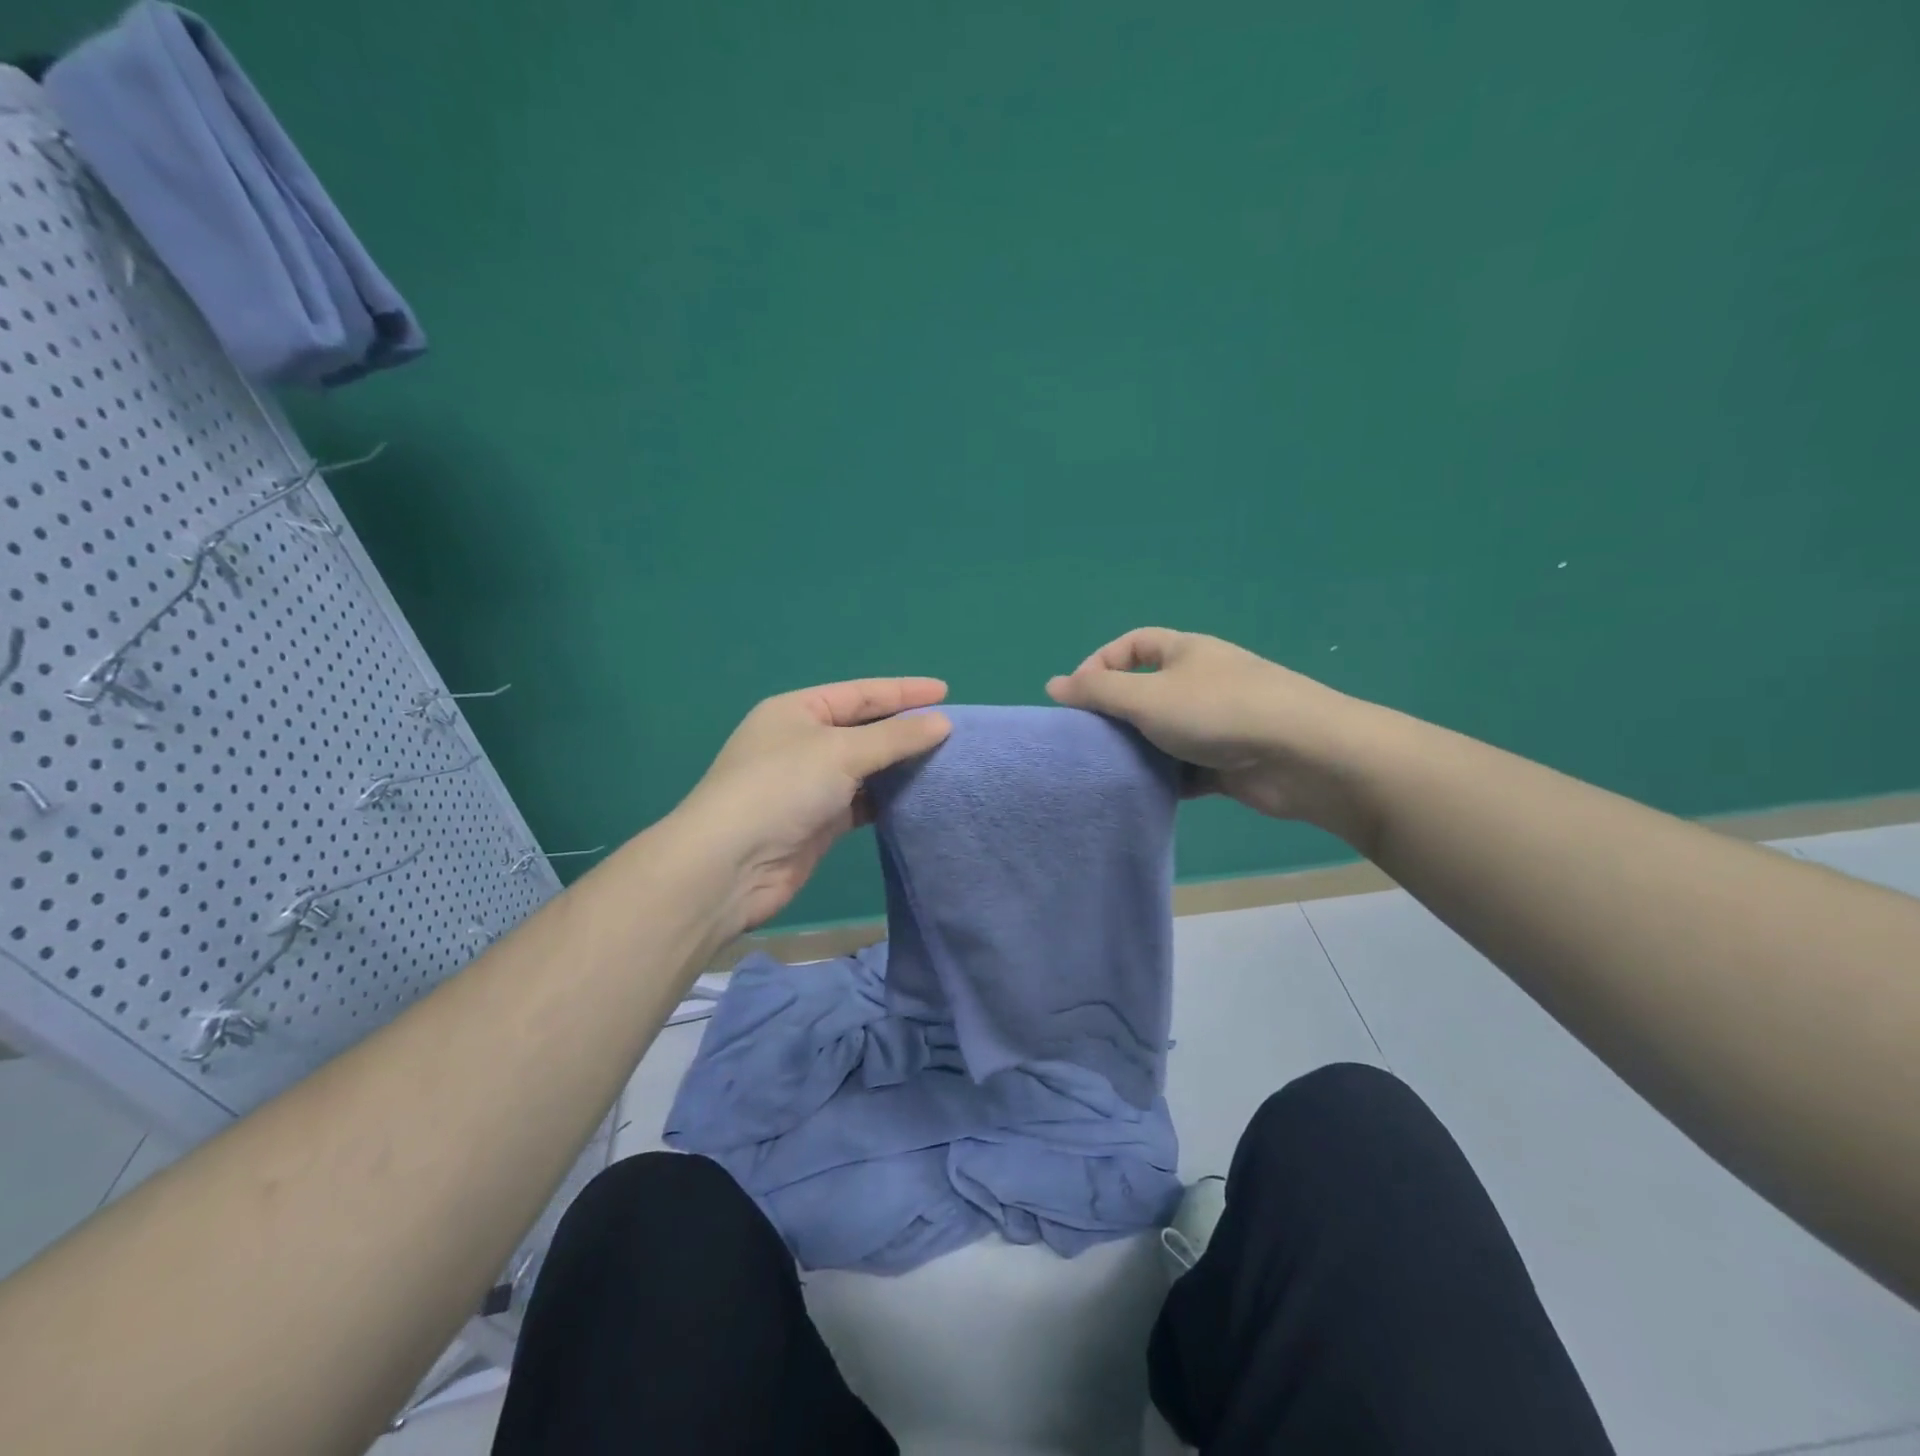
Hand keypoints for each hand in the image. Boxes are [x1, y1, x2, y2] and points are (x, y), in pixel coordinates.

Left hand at [676, 678, 950, 935]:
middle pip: (864, 729)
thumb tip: (942, 723)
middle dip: (905, 728)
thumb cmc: (781, 788)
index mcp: (797, 710)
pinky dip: (888, 799)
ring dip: (900, 766)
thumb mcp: (840, 752)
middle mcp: (802, 742)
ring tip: (946, 762)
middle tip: (953, 730)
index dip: (903, 691)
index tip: (947, 691)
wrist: (730, 865)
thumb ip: (895, 738)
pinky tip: (919, 797)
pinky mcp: (818, 821)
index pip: (860, 693)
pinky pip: (862, 801)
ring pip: (865, 767)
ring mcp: (809, 784)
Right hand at [1047, 627, 1371, 834]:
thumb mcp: (1147, 696)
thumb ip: (1098, 692)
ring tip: (1110, 770)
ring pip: (1165, 734)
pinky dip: (1167, 779)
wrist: (1303, 756)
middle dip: (1117, 715)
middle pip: (1146, 692)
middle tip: (1089, 740)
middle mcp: (1201, 682)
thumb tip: (1053, 685)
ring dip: (1140, 750)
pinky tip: (1145, 794)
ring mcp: (1218, 723)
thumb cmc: (1218, 712)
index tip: (1077, 697)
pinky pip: (1186, 768)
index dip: (1099, 664)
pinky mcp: (1230, 762)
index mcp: (1185, 652)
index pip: (1132, 645)